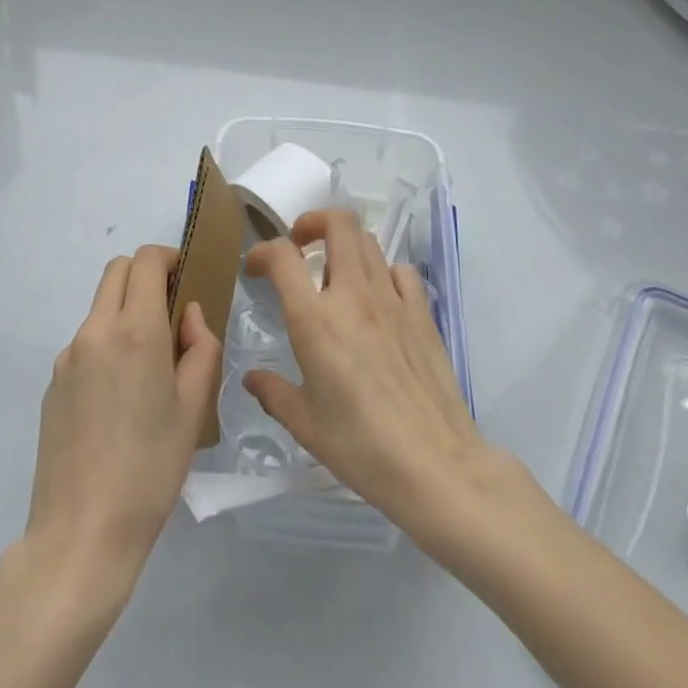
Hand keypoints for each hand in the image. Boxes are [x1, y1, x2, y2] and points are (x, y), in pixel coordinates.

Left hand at [24, 245, 221, 595]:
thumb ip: (200, 347)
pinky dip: (106, 345)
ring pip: (100, 306)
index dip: (169, 258)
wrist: (82, 533)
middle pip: (117, 271)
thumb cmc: (151, 468)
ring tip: (147, 366)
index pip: (146, 260)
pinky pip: (85, 343)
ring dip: (125, 311)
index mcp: (135, 330)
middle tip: (170, 312)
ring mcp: (68, 356)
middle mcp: (96, 330)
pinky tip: (118, 399)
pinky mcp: (53, 383)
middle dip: (145, 275)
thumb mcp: (194, 407)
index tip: (186, 280)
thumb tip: (189, 314)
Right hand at [242, 209, 492, 534]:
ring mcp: (392, 299)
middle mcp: (353, 295)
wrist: (436, 465)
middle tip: (301, 246)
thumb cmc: (361, 448)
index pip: (283, 256)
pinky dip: (383, 272)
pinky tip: (379, 298)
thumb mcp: (305, 425)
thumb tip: (251, 379)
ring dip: (345, 245)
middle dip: (312, 222)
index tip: (256, 269)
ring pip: (368, 241)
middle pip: (337, 223)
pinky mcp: (422, 312)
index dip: (262, 252)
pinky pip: (400, 271)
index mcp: (315, 320)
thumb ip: (273, 394)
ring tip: (336, 271)